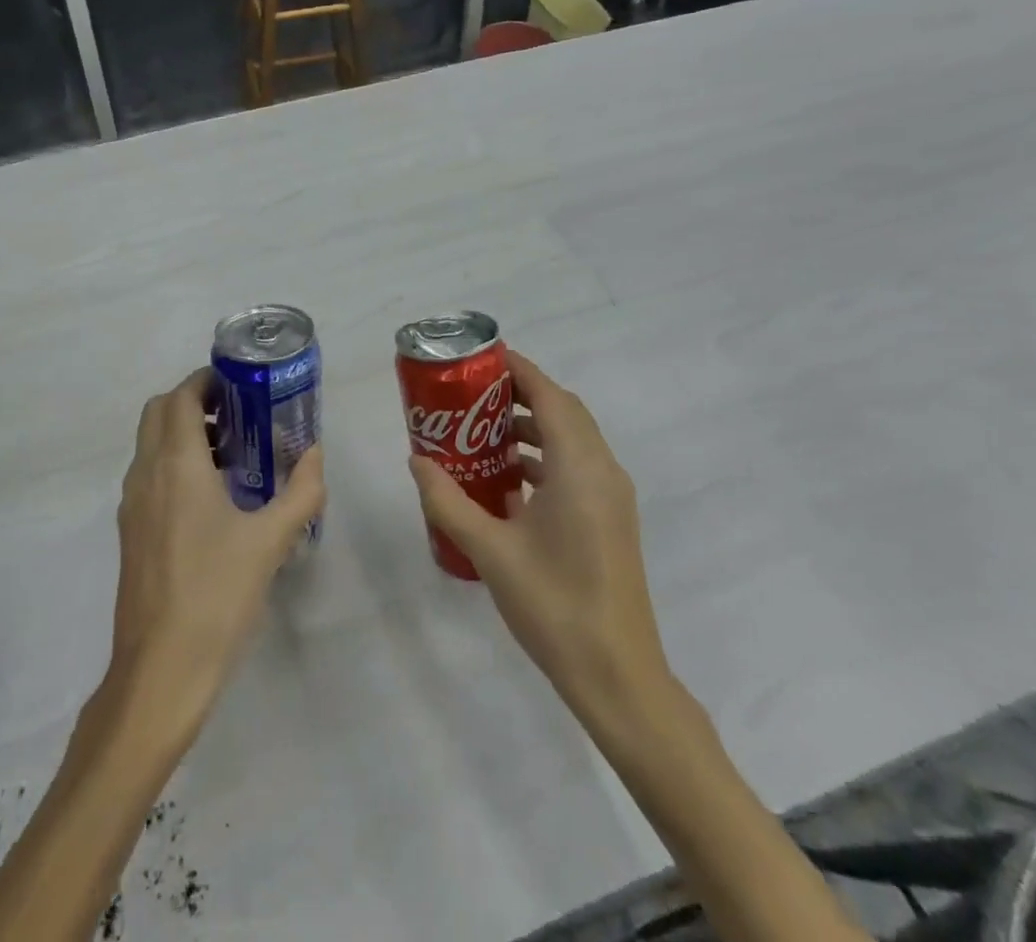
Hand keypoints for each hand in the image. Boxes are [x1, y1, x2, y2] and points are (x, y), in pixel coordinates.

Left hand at [109, 368, 324, 740]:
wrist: (159, 670)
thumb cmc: (216, 595)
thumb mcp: (270, 541)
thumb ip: (300, 492)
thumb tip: (316, 454)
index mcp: (176, 465)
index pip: (180, 397)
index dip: (206, 381)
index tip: (240, 383)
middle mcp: (146, 474)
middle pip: (159, 413)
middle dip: (194, 401)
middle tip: (238, 413)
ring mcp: (132, 504)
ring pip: (151, 444)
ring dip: (183, 432)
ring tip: (233, 452)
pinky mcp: (130, 532)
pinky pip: (149, 474)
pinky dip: (174, 463)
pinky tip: (212, 497)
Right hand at [408, 350, 673, 729]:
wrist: (619, 677)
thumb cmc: (554, 605)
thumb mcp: (490, 551)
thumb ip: (448, 501)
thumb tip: (417, 461)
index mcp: (579, 467)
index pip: (549, 396)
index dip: (518, 370)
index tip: (481, 358)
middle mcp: (602, 470)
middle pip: (563, 411)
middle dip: (521, 394)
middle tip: (472, 395)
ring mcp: (611, 496)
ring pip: (572, 439)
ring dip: (533, 426)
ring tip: (483, 431)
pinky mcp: (611, 518)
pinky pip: (577, 466)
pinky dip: (545, 456)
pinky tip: (509, 479)